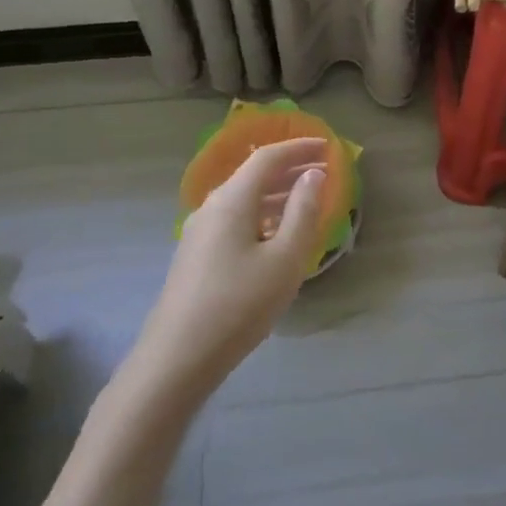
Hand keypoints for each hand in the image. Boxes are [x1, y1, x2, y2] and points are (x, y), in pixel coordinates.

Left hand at [130, 137, 327, 401]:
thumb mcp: (284, 259)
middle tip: (323, 172)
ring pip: (244, 200)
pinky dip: (262, 215)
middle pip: (253, 175)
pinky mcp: (196, 257)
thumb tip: (314, 174)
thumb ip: (303, 212)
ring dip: (276, 194)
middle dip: (290, 169)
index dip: (299, 148)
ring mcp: (199, 233)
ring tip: (307, 201)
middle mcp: (211, 207)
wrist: (177, 359)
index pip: (268, 157)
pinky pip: (235, 221)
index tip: (328, 147)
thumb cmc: (239, 305)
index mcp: (232, 200)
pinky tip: (276, 236)